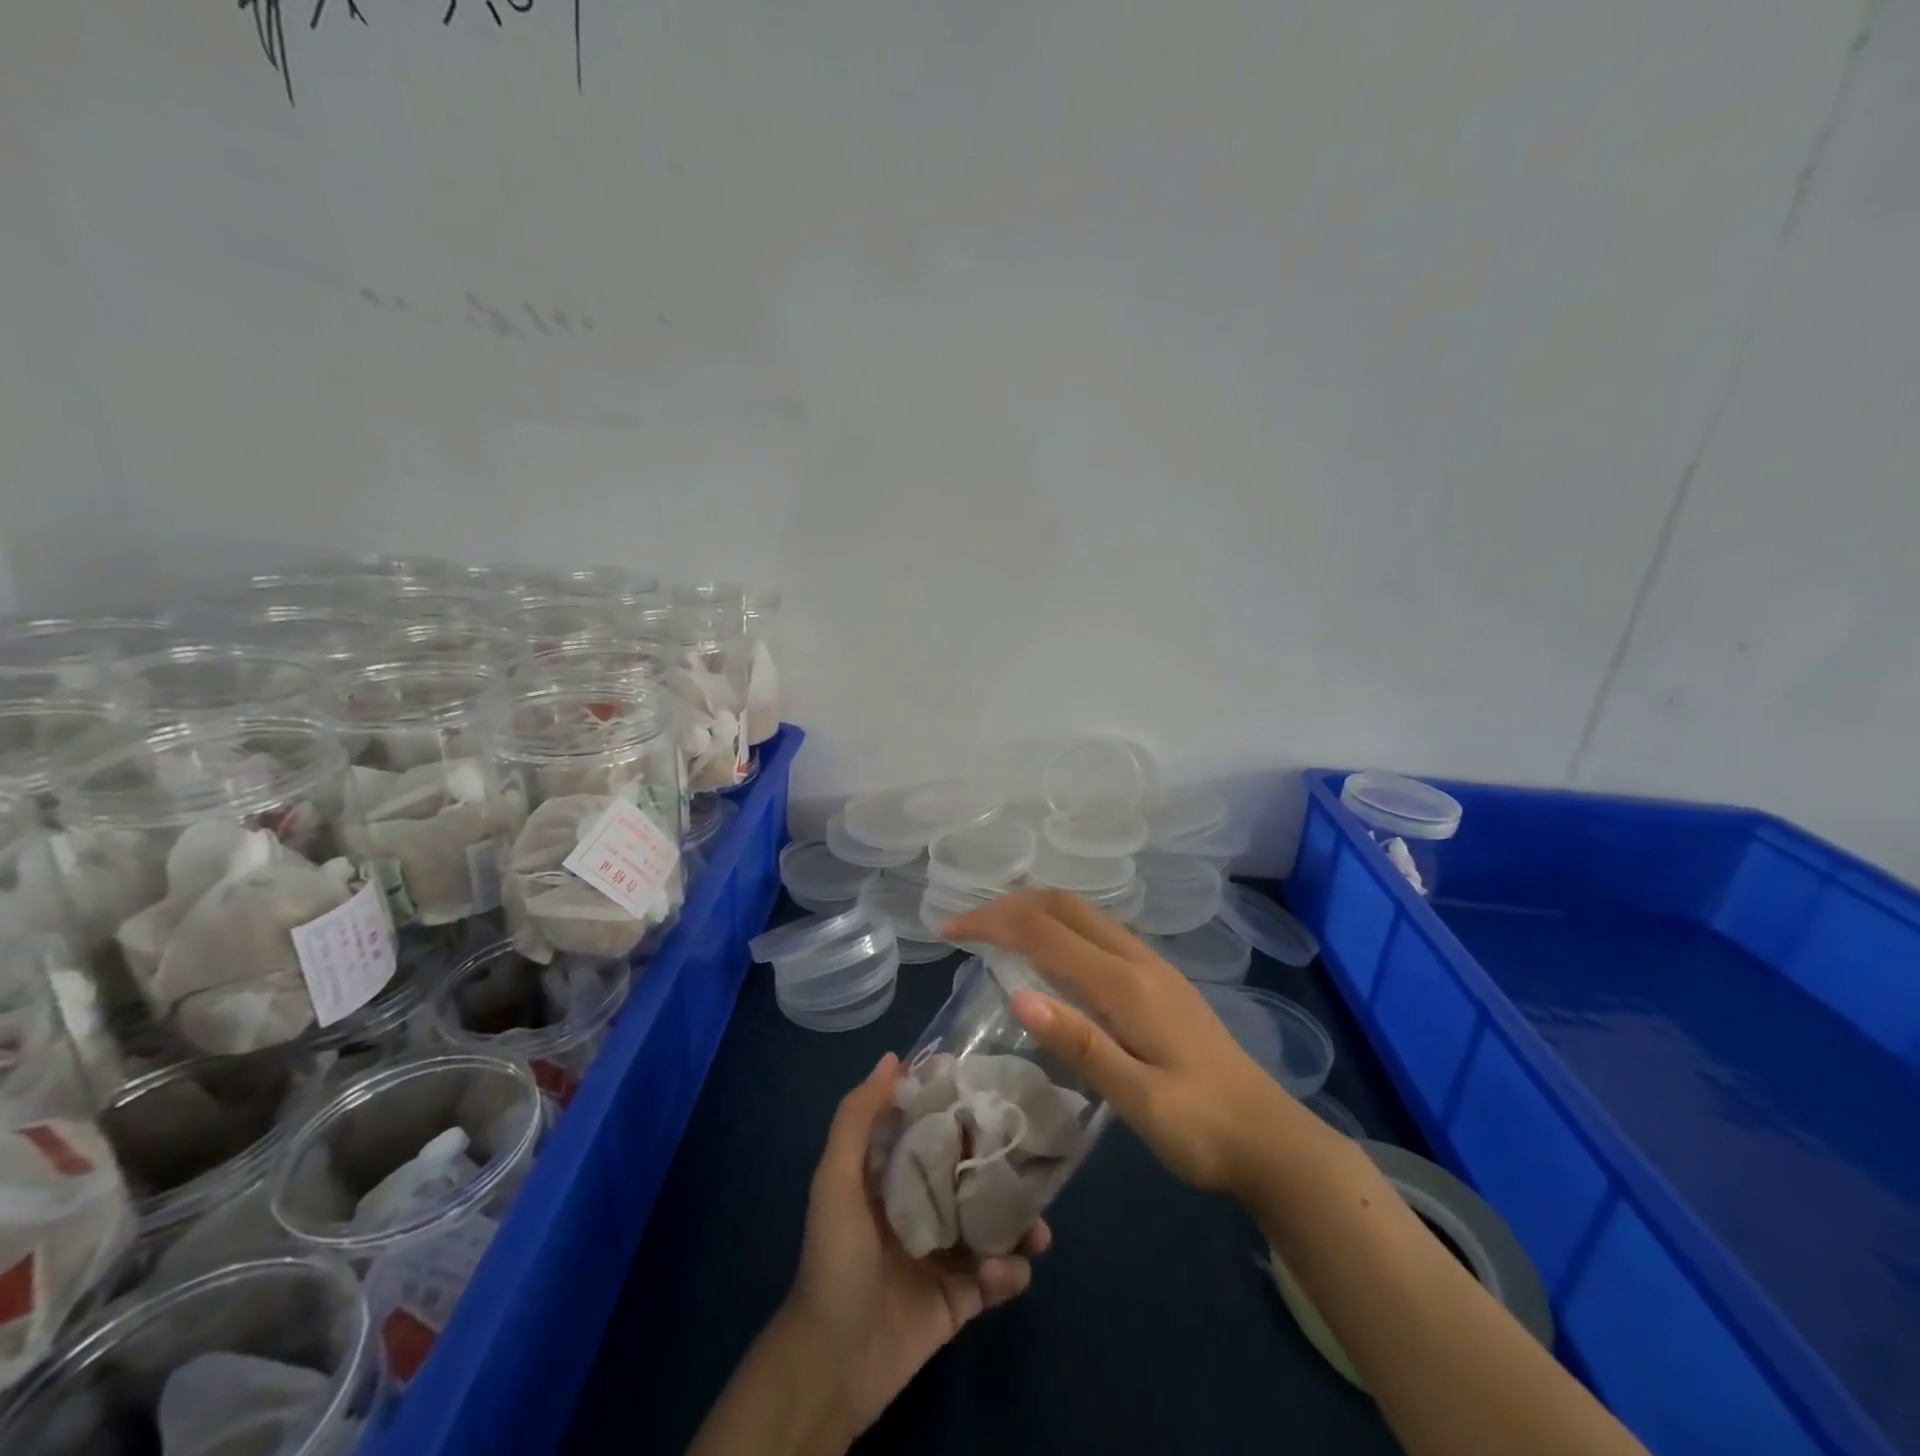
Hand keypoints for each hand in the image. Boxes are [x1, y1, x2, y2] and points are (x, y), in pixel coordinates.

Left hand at [784, 1053, 1050, 1437]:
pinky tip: (1002, 1273)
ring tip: (1037, 1228)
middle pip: (976, 1174)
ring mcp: (948, 1252)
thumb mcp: (835, 1179)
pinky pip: (999, 1277)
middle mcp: (927, 1205)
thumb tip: (892, 1058)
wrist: (834, 1360)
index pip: (938, 1129)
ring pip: (997, 1225)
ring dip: (1022, 1224)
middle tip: (1037, 1158)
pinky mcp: (964, 1297)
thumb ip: (857, 1118)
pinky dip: (1009, 1273)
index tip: (1000, 1088)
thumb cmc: (835, 1257)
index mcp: (899, 1175)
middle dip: (1007, 1166)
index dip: (965, 1108)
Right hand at [945, 889, 1296, 1196]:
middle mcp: (1138, 960)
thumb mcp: (1140, 1101)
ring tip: (993, 933)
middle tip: (965, 927)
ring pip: (1083, 914)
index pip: (1046, 932)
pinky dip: (1058, 928)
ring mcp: (1152, 966)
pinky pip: (1097, 933)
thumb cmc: (1203, 1129)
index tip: (948, 931)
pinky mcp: (1158, 980)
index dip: (993, 923)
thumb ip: (1082, 1046)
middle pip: (1065, 906)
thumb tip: (1019, 995)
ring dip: (1034, 911)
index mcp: (1127, 984)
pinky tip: (1046, 956)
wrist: (1273, 1141)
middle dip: (1010, 905)